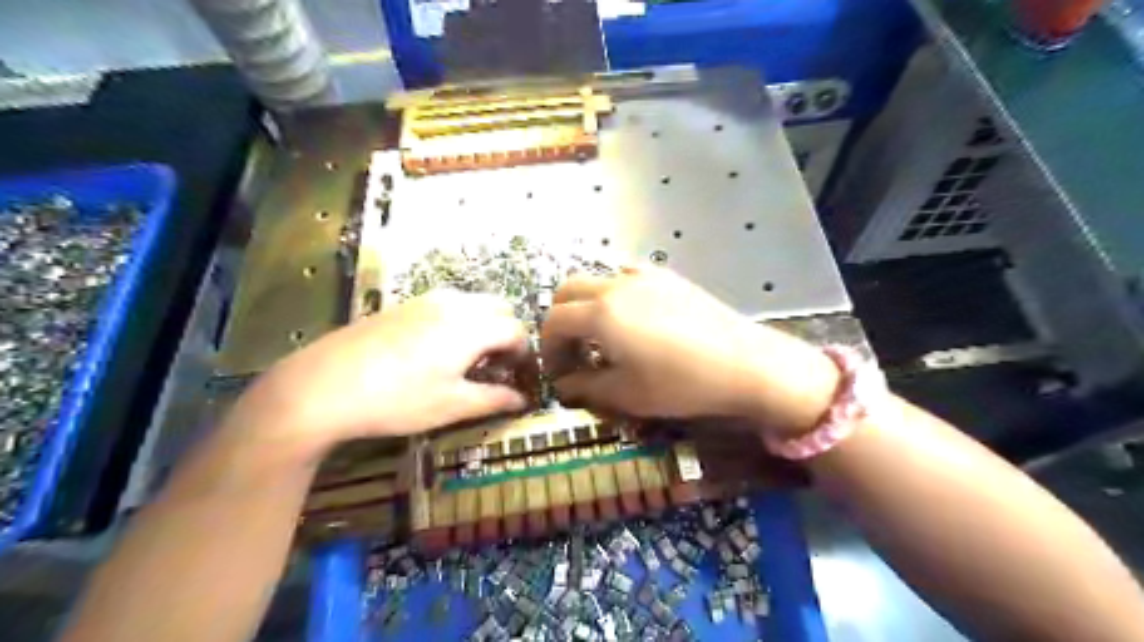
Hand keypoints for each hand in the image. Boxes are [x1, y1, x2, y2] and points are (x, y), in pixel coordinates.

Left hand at [228, 290, 531, 462]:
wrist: (323, 386)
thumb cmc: (397, 399)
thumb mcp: (452, 405)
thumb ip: (494, 398)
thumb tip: (522, 399)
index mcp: (473, 326)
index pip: (517, 331)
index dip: (525, 356)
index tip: (520, 379)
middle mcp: (455, 304)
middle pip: (500, 309)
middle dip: (508, 336)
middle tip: (499, 368)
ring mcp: (426, 299)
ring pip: (474, 303)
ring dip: (485, 326)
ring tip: (471, 360)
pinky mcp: (404, 304)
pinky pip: (449, 305)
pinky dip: (461, 322)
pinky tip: (440, 351)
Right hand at [538, 265, 838, 434]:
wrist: (745, 363)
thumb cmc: (681, 383)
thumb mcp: (626, 394)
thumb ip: (586, 387)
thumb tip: (564, 386)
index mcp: (601, 314)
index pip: (554, 321)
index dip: (548, 348)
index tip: (559, 373)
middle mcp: (616, 285)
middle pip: (568, 289)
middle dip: (560, 319)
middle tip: (572, 351)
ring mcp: (644, 275)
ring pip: (597, 278)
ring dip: (587, 303)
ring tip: (602, 335)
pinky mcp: (668, 277)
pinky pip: (627, 275)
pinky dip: (614, 292)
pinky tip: (632, 317)